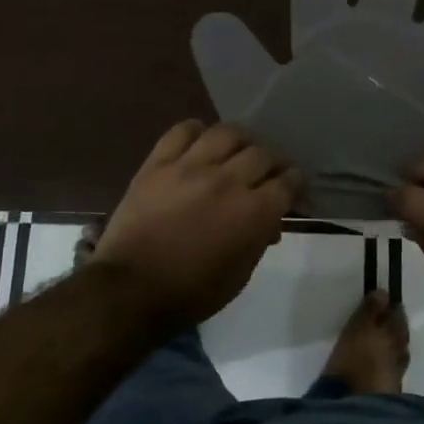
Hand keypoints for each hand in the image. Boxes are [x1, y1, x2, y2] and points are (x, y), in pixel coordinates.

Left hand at [90, 120, 299, 332]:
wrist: (131, 289)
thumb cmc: (192, 292)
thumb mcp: (239, 276)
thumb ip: (259, 240)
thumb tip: (270, 221)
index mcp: (253, 212)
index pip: (286, 182)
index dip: (293, 181)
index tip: (290, 182)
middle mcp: (228, 181)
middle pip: (261, 153)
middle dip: (270, 161)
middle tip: (265, 170)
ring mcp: (191, 167)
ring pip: (227, 133)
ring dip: (239, 140)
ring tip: (235, 149)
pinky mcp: (159, 162)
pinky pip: (183, 130)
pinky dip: (196, 131)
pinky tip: (200, 141)